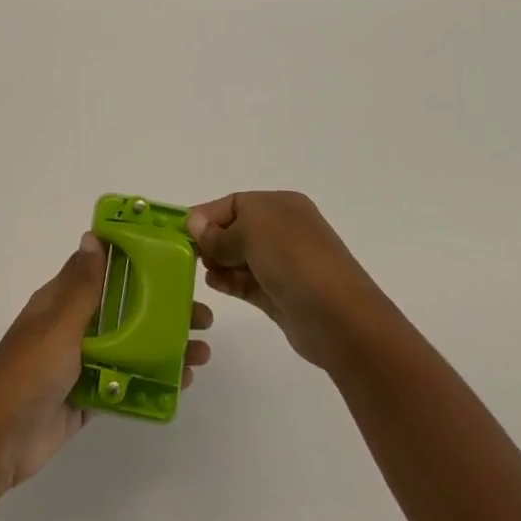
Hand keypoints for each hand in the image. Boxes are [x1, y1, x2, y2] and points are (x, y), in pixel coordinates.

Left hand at [0, 233, 213, 496]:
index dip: (136, 264)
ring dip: (164, 347)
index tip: (173, 262)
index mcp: (60, 302)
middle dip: (162, 311)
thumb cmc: (28, 372)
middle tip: (202, 317)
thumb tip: (93, 236)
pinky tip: (181, 383)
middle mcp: (72, 327)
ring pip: (129, 348)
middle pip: (124, 311)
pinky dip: (151, 382)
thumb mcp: (57, 324)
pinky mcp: (87, 399)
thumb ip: (81, 285)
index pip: (101, 271)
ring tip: (202, 354)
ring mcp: (80, 364)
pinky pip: (125, 384)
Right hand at [187, 192, 391, 371]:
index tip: (182, 231)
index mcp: (282, 205)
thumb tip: (195, 224)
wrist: (338, 317)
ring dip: (219, 261)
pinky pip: (247, 282)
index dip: (208, 215)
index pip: (235, 203)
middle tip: (189, 253)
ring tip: (202, 270)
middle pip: (237, 229)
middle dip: (213, 239)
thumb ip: (219, 232)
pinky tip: (214, 283)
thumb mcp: (251, 232)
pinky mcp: (280, 295)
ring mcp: (284, 265)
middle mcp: (284, 230)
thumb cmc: (294, 259)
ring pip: (241, 257)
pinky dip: (230, 281)